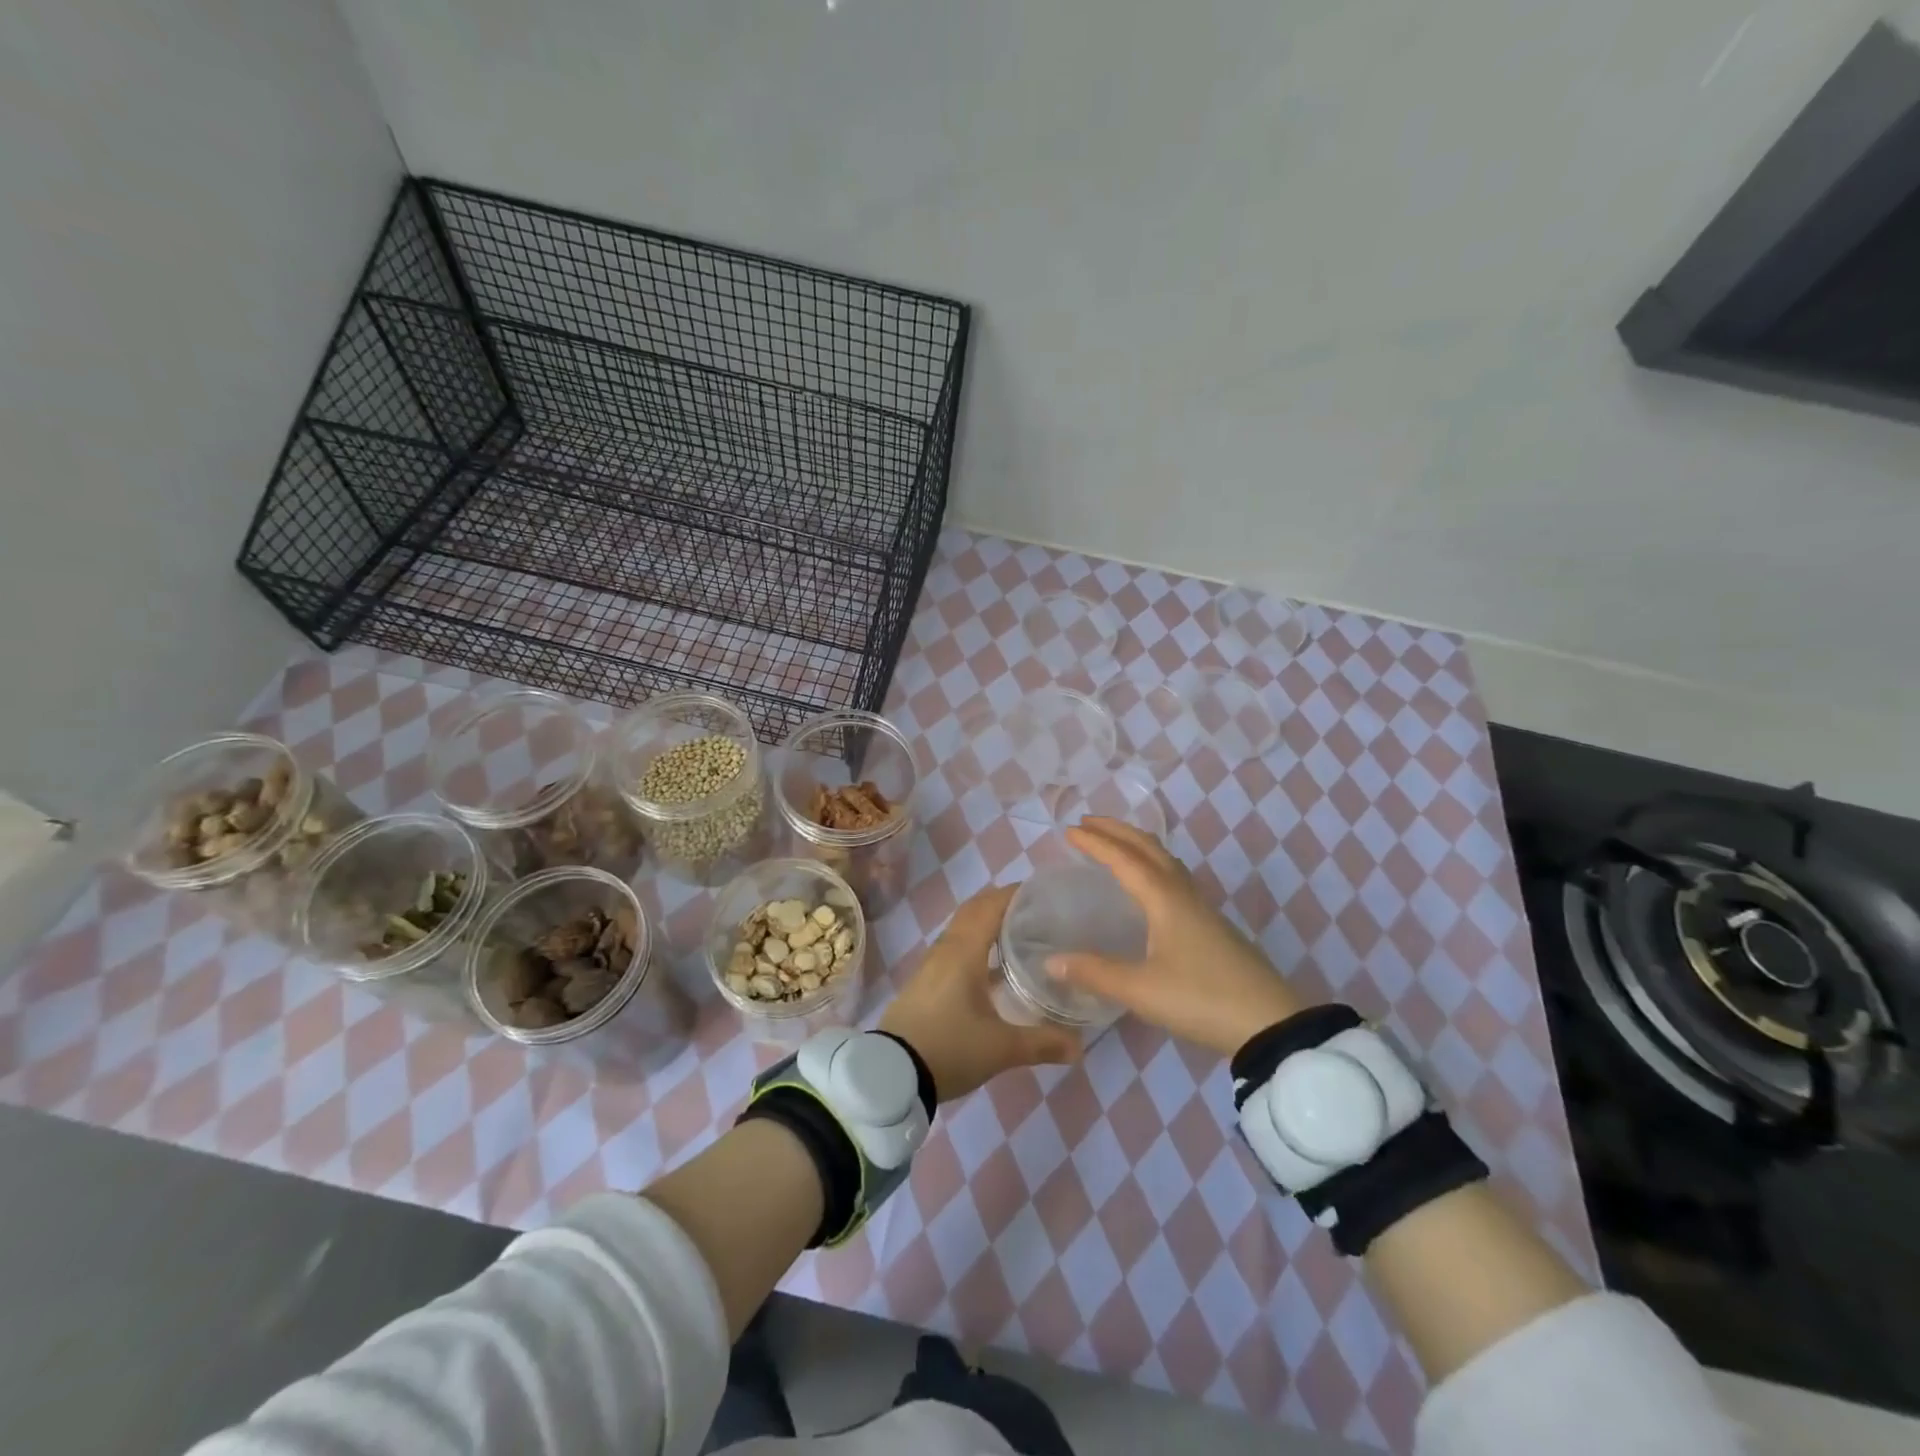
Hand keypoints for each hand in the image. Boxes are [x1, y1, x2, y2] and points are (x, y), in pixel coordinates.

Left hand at [880, 884, 1081, 1101]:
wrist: (891, 1073)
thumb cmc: (949, 1048)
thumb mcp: (1001, 1049)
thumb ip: (1042, 1042)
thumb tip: (1079, 1046)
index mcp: (964, 951)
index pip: (990, 905)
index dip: (1015, 894)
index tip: (1043, 892)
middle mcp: (946, 948)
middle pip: (974, 910)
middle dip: (1003, 904)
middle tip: (1037, 911)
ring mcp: (932, 964)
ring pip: (962, 928)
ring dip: (987, 922)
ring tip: (1019, 933)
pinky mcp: (925, 981)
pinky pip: (954, 947)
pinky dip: (975, 943)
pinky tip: (993, 966)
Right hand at [1048, 818, 1306, 1056]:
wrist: (1269, 1024)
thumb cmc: (1200, 999)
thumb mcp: (1140, 989)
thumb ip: (1095, 972)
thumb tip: (1051, 962)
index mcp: (1164, 899)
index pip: (1123, 859)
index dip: (1095, 843)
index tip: (1069, 830)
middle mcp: (1183, 894)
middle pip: (1149, 848)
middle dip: (1118, 831)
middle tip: (1088, 822)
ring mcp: (1202, 909)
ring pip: (1166, 861)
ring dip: (1138, 845)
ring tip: (1116, 844)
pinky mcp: (1213, 926)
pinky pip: (1176, 878)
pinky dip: (1154, 865)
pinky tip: (1150, 886)